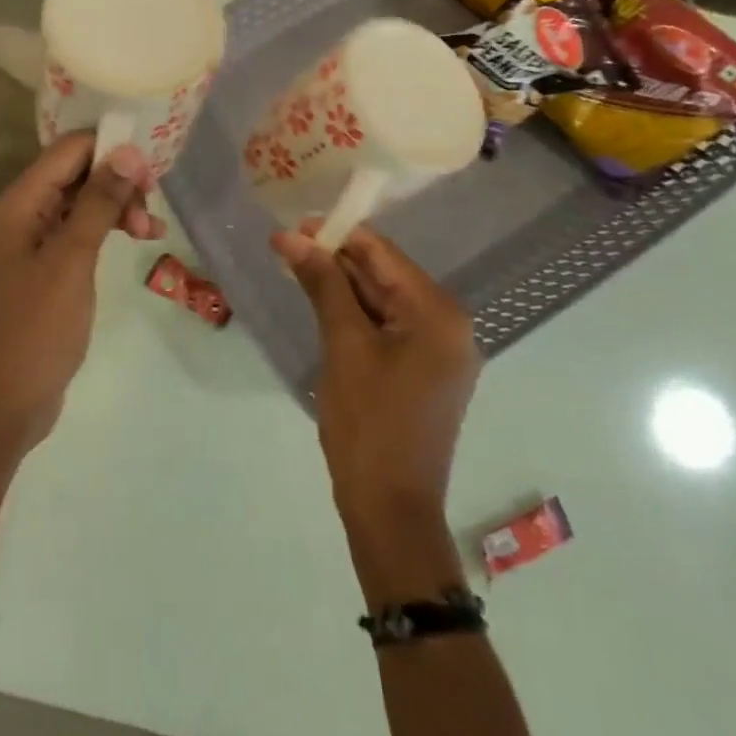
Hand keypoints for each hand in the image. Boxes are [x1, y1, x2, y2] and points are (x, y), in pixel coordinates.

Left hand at [0, 133, 162, 454]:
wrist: (5, 404)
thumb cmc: (36, 329)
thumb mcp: (72, 260)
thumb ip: (98, 202)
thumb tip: (127, 151)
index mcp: (15, 205)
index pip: (66, 151)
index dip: (109, 149)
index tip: (151, 168)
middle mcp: (18, 215)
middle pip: (73, 175)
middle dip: (116, 183)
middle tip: (152, 207)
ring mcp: (29, 243)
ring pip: (79, 204)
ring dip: (115, 209)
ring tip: (151, 233)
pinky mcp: (42, 268)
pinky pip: (76, 233)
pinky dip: (105, 232)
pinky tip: (136, 241)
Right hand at [272, 223, 478, 525]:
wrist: (390, 510)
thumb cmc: (368, 424)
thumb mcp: (343, 346)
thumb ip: (323, 284)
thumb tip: (291, 236)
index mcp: (439, 313)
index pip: (383, 254)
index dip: (338, 234)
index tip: (293, 225)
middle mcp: (449, 324)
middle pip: (385, 275)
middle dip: (336, 260)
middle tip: (286, 248)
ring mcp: (440, 349)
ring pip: (383, 300)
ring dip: (341, 286)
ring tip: (295, 270)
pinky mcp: (425, 370)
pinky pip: (387, 327)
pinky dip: (355, 314)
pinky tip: (321, 305)